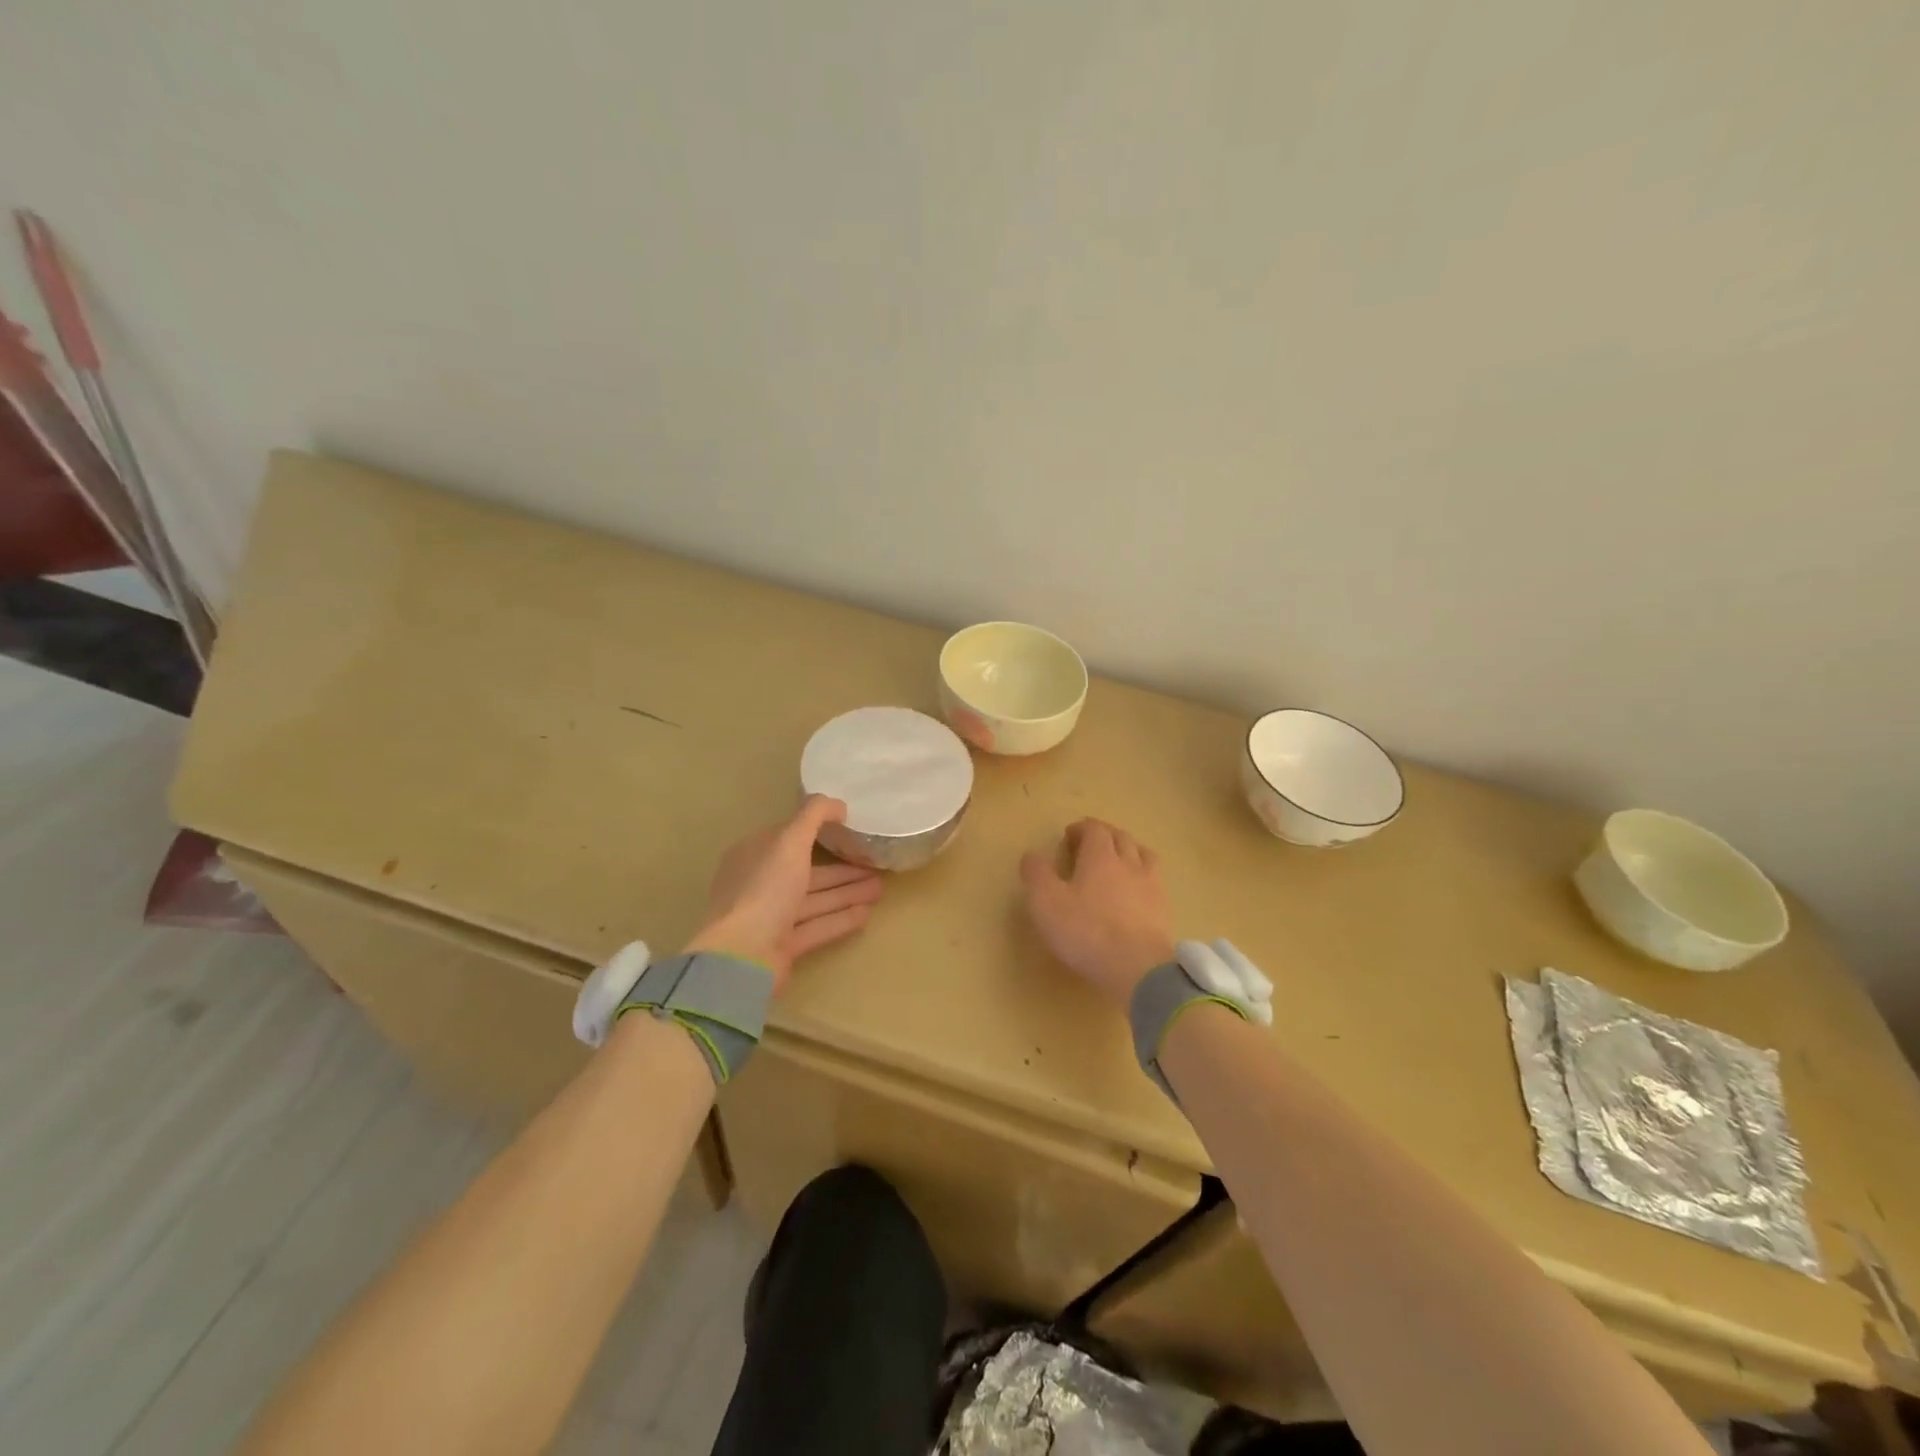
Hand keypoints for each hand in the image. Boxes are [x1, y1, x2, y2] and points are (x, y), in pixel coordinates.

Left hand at [687, 796, 884, 988]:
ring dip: (848, 892)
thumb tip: (839, 804)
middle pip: (808, 872)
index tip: (851, 830)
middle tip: (876, 864)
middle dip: (843, 868)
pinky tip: (867, 913)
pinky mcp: (784, 946)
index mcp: (754, 856)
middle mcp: (761, 884)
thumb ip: (814, 816)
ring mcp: (771, 917)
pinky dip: (841, 918)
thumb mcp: (789, 841)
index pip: (789, 839)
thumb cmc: (765, 890)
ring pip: (816, 900)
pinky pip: (818, 926)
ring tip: (880, 888)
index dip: (820, 833)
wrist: (743, 956)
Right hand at [1019, 818, 1176, 1011]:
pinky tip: (1137, 892)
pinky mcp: (1164, 911)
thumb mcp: (1046, 903)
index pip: (1095, 829)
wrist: (1138, 968)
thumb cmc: (1086, 931)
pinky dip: (1144, 877)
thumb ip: (1037, 875)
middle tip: (1090, 845)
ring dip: (1130, 851)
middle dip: (1105, 835)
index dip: (1081, 828)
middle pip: (1121, 837)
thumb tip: (1031, 855)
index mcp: (1101, 857)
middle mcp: (1129, 864)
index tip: (1069, 836)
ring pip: (1144, 855)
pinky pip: (1155, 882)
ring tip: (1119, 861)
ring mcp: (1151, 887)